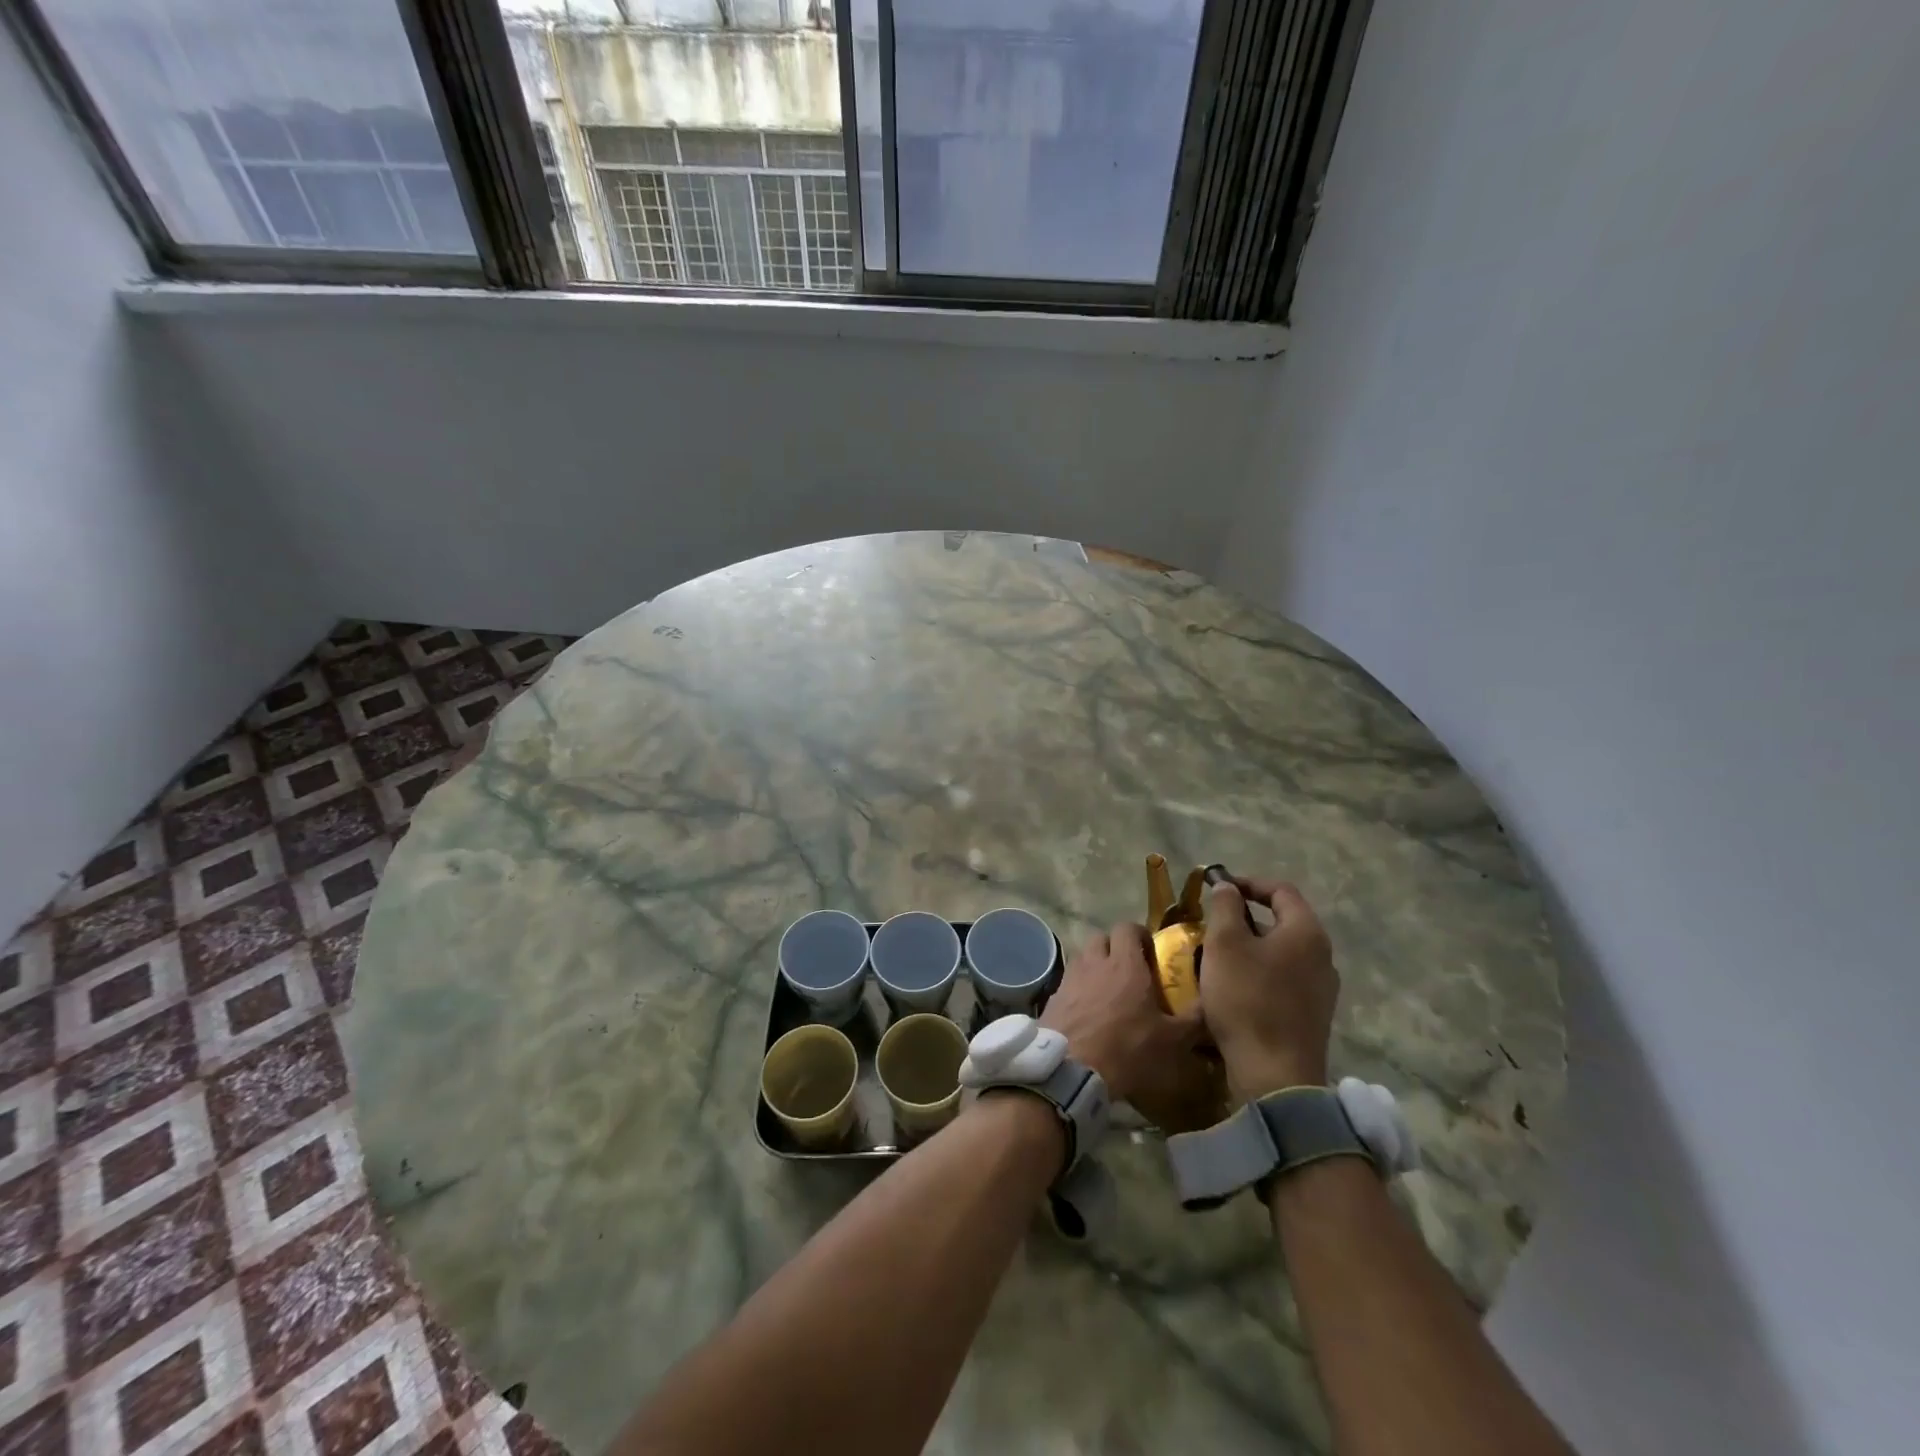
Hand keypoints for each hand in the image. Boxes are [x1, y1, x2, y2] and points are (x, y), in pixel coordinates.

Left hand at [1041, 923, 1206, 1120]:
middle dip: (1115, 948)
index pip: (1128, 927)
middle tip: (1130, 971)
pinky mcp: (1053, 997)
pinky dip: (1079, 989)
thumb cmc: (1127, 1049)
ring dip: (1095, 966)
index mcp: (1125, 964)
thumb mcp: (1172, 1040)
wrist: (1071, 1070)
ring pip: (1083, 958)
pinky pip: (1069, 982)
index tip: (1151, 953)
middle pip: (1102, 938)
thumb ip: (1195, 1019)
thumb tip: (1213, 1005)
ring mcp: (1070, 978)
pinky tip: (1088, 1012)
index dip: (1140, 935)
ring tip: (1109, 992)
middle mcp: (1095, 962)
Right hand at [1201, 878, 1338, 1100]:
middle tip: (1212, 925)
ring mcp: (1321, 989)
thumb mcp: (1224, 944)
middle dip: (1245, 918)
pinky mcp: (1312, 1015)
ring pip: (1280, 953)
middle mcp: (1322, 956)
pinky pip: (1283, 980)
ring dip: (1250, 948)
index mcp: (1306, 932)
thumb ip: (1225, 907)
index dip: (1248, 882)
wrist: (1274, 1075)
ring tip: (1216, 957)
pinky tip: (1234, 988)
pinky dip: (1258, 973)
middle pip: (1282, 922)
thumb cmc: (1247, 999)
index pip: (1281, 890)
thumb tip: (1228, 888)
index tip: (1217, 888)